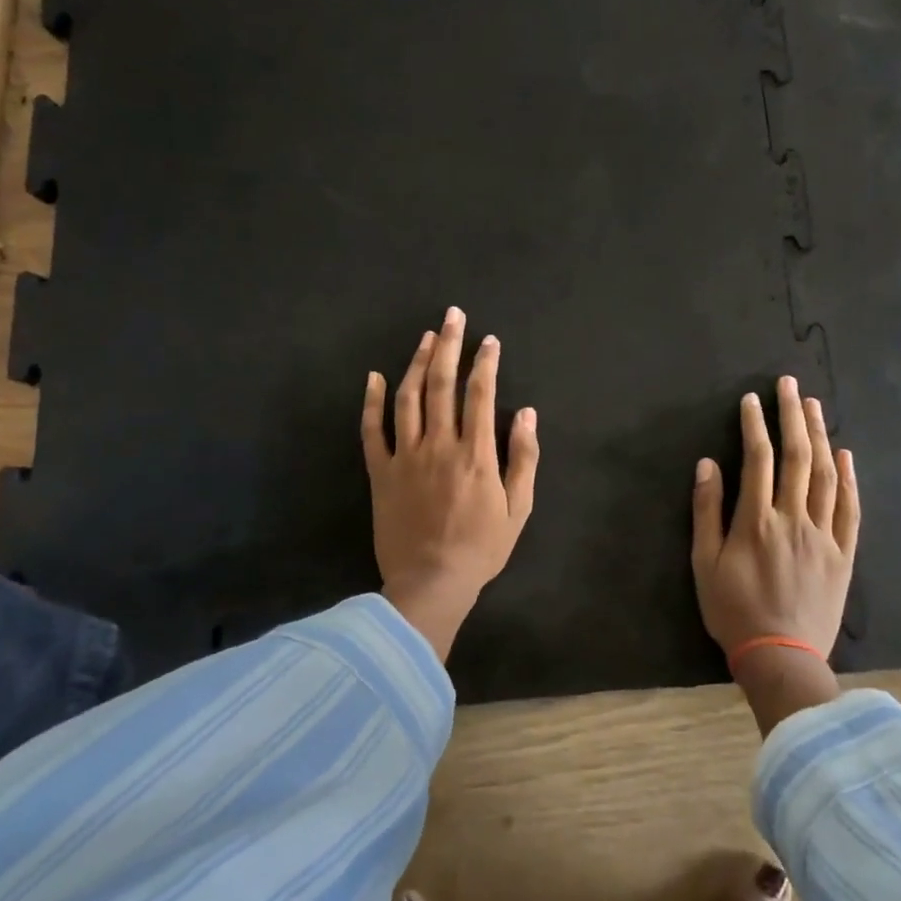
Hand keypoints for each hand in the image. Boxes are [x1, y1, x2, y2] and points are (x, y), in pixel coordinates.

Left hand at [362, 307, 539, 661]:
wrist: (430, 584)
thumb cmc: (481, 548)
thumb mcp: (518, 509)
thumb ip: (524, 458)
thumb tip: (528, 413)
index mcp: (475, 453)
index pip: (481, 394)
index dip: (486, 362)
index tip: (489, 340)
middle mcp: (439, 445)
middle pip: (442, 384)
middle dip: (449, 345)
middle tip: (452, 315)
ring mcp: (405, 457)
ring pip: (408, 398)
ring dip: (416, 363)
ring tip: (425, 337)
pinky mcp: (380, 473)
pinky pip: (372, 431)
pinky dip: (372, 402)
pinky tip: (375, 376)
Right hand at [692, 378, 859, 734]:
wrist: (781, 658)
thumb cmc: (733, 610)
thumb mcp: (703, 563)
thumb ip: (706, 511)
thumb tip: (708, 463)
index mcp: (756, 520)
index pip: (758, 459)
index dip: (754, 425)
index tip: (752, 399)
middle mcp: (793, 519)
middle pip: (796, 457)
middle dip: (792, 416)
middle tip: (790, 385)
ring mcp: (823, 536)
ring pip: (824, 476)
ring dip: (819, 437)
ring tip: (814, 406)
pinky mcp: (844, 554)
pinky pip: (850, 510)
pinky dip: (848, 479)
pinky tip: (845, 455)